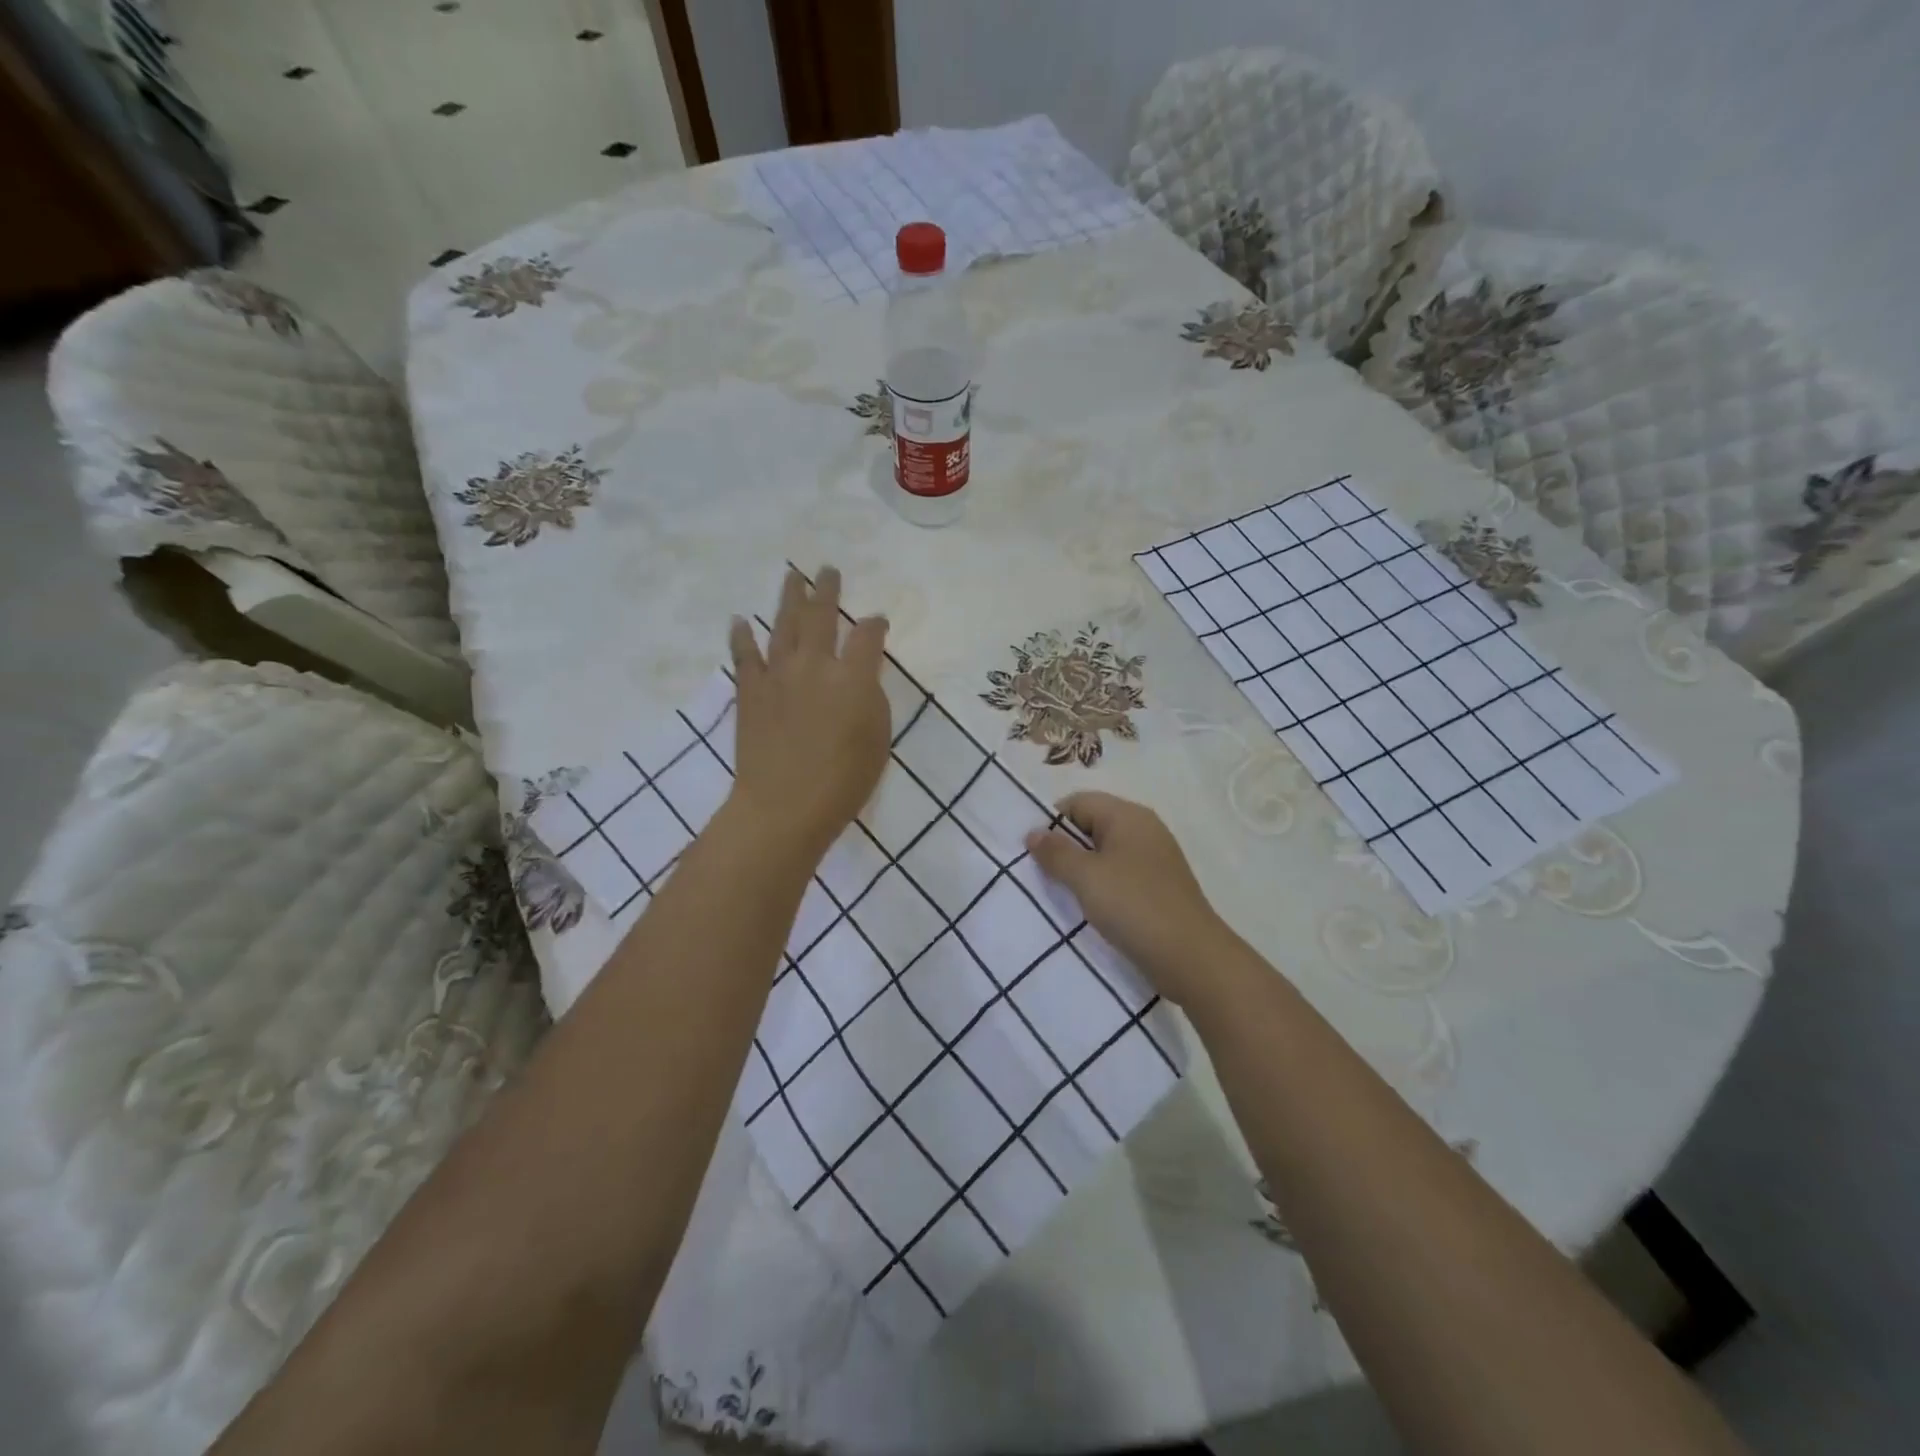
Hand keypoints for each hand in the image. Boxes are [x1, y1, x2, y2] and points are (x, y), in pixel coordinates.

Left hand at [727, 566, 890, 861]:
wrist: (783, 807)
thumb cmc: (843, 782)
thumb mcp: (878, 741)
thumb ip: (872, 700)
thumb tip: (861, 678)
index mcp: (853, 678)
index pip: (868, 636)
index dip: (875, 625)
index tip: (878, 622)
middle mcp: (815, 665)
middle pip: (822, 616)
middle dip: (827, 590)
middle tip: (828, 570)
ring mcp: (778, 675)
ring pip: (784, 624)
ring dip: (789, 597)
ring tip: (793, 576)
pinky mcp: (750, 692)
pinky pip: (744, 656)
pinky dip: (742, 636)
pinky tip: (739, 620)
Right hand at [1026, 792, 1233, 1006]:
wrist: (1191, 958)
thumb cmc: (1134, 906)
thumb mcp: (1086, 877)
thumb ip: (1056, 852)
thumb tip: (1034, 832)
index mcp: (1128, 816)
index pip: (1078, 802)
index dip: (1052, 822)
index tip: (1034, 853)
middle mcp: (1144, 830)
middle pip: (1092, 825)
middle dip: (1065, 847)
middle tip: (1041, 875)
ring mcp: (1154, 859)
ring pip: (1105, 853)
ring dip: (1082, 871)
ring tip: (1062, 894)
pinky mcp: (1158, 887)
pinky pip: (1120, 875)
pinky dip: (1102, 887)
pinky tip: (1091, 909)